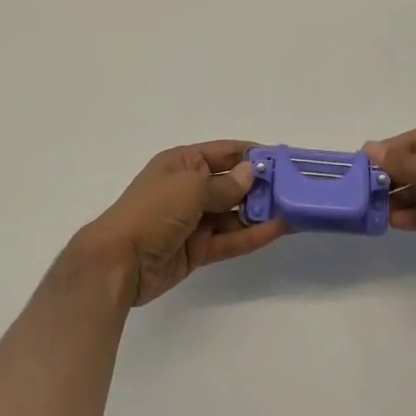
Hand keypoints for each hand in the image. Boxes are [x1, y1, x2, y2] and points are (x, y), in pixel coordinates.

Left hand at [73, 141, 289, 306]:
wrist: (118, 263)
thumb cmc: (152, 212)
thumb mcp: (189, 189)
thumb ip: (224, 185)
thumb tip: (250, 173)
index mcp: (182, 164)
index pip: (223, 153)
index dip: (252, 155)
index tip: (283, 160)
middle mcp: (189, 188)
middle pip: (232, 184)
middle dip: (261, 186)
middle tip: (296, 189)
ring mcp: (194, 221)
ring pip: (234, 213)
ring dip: (260, 212)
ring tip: (295, 210)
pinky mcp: (198, 250)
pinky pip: (230, 239)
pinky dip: (252, 235)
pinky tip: (278, 230)